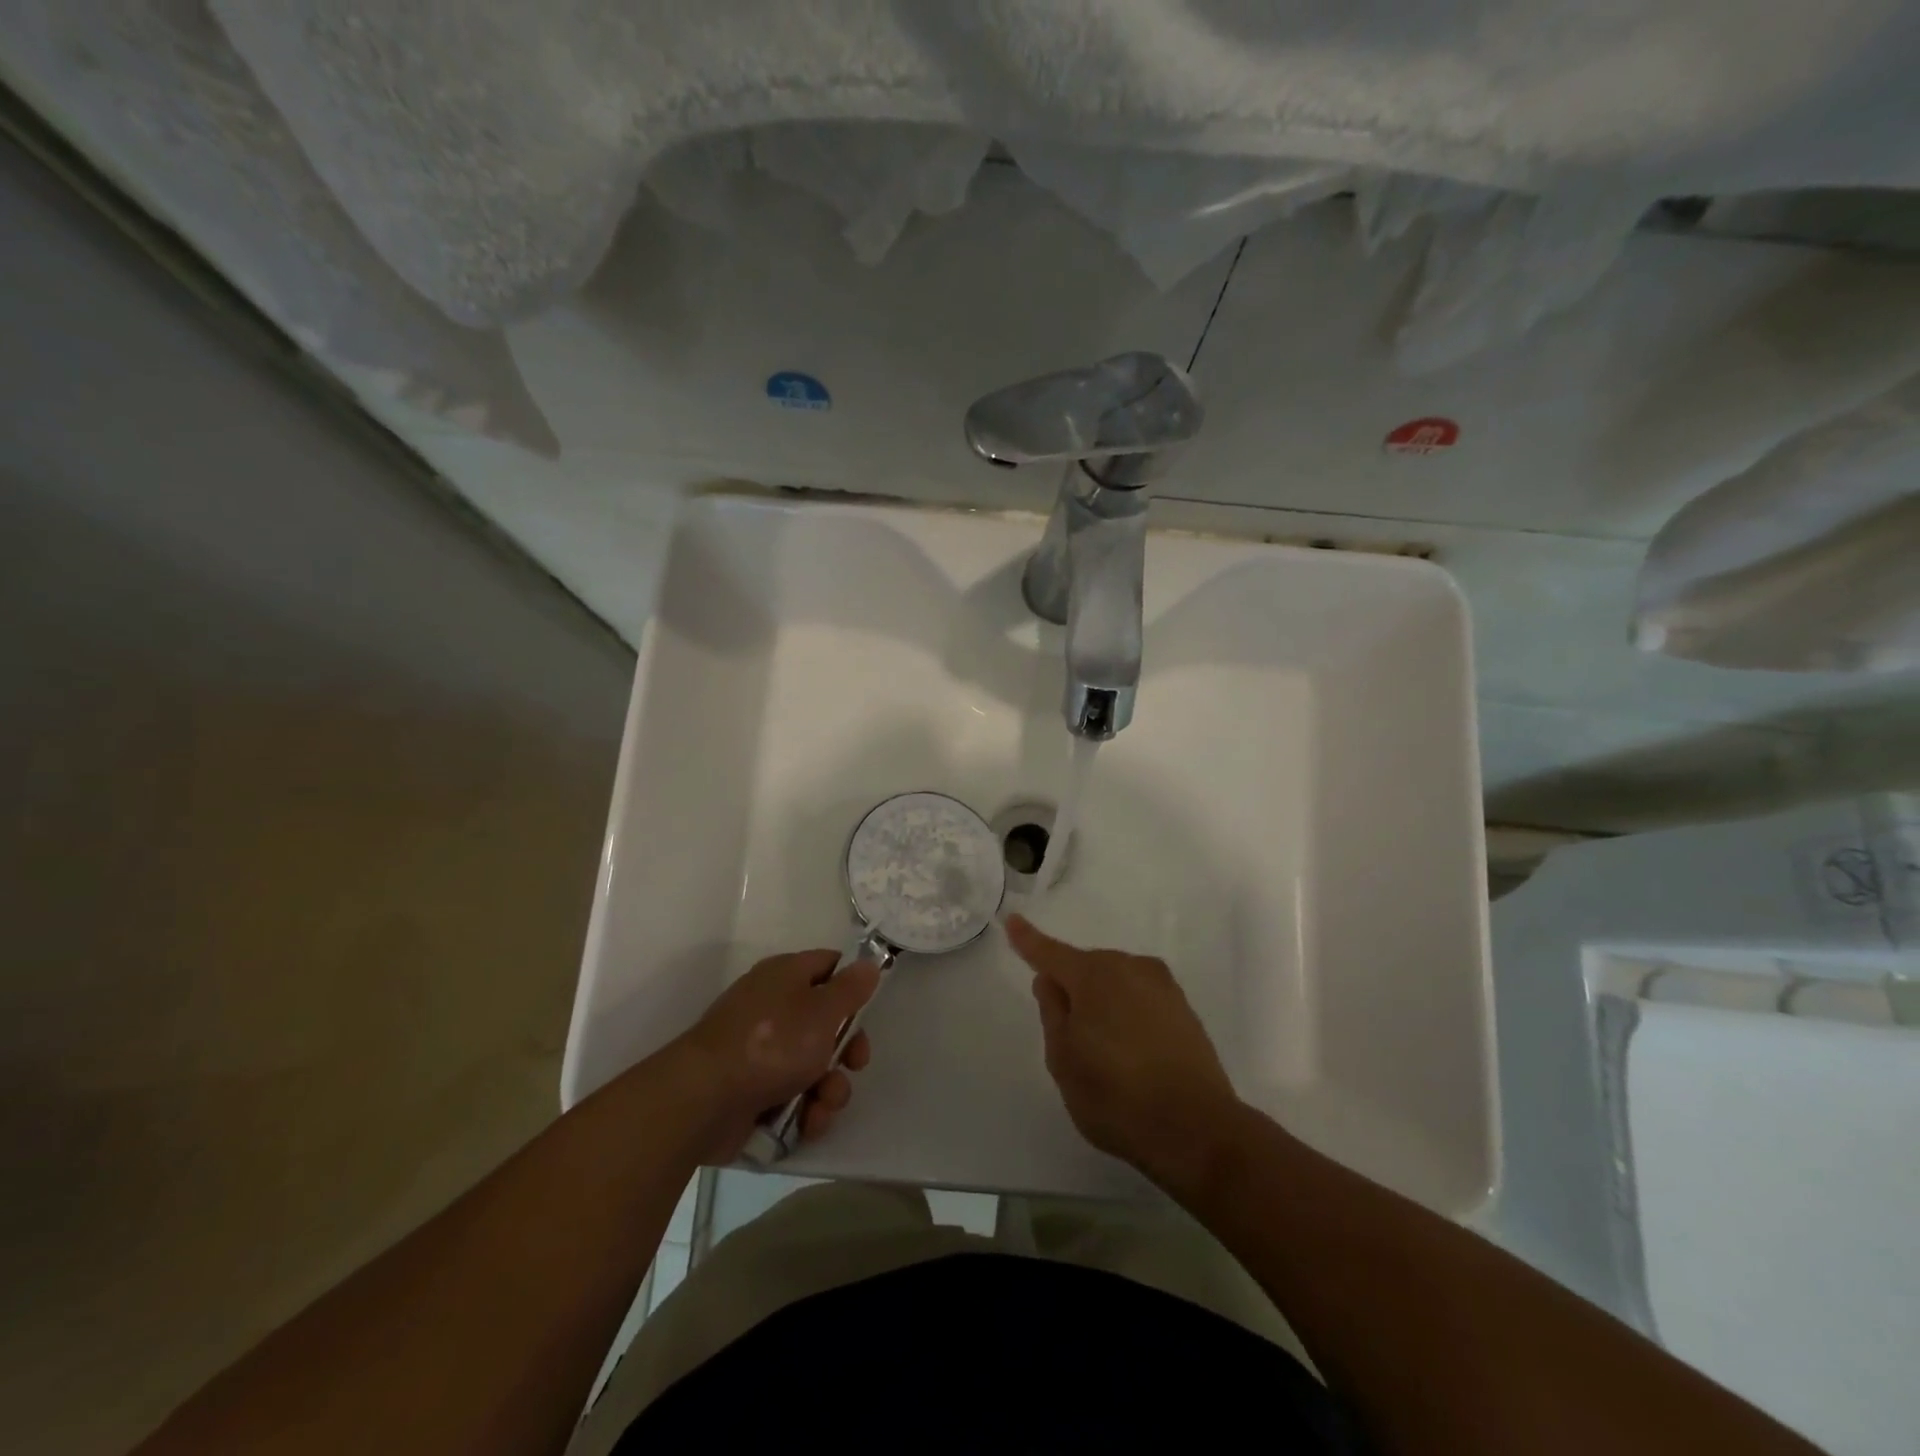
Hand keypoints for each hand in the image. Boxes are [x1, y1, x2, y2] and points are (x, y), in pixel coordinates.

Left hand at [673, 950, 879, 1162]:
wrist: (704, 1099)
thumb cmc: (772, 1043)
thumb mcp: (822, 1010)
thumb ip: (850, 988)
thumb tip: (868, 963)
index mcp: (785, 976)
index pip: (828, 965)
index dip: (852, 985)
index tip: (868, 1010)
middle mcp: (772, 1007)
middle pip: (826, 1022)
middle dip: (846, 1051)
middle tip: (854, 1065)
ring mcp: (760, 1051)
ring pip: (812, 1065)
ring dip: (828, 1088)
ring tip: (822, 1104)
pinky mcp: (751, 1090)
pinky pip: (791, 1095)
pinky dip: (804, 1110)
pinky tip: (807, 1122)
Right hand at [1006, 914, 1240, 1187]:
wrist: (1197, 1129)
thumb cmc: (1116, 1095)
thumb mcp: (1064, 1059)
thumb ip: (1052, 1012)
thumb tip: (1050, 981)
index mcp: (1094, 975)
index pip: (1051, 953)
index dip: (1028, 940)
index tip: (1012, 920)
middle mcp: (1130, 968)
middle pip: (1087, 968)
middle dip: (1073, 986)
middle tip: (1068, 1035)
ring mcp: (1162, 987)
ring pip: (1117, 982)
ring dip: (1103, 1001)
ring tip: (1103, 1051)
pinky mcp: (1184, 1010)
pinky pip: (1141, 999)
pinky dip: (1128, 1014)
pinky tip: (1131, 1051)